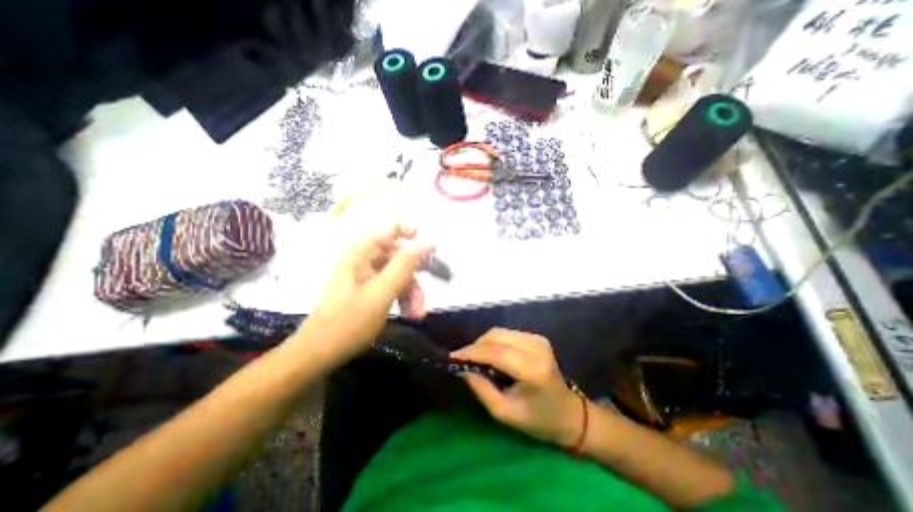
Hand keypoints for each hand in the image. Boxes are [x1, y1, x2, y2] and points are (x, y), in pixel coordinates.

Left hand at [303, 225, 434, 360]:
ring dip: (410, 293)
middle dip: (413, 278)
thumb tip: (428, 242)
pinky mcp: (367, 291)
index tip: (429, 250)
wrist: (319, 354)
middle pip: (397, 258)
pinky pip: (391, 287)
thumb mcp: (381, 292)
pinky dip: (402, 299)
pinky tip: (408, 315)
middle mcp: (363, 261)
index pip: (389, 230)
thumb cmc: (349, 322)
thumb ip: (405, 266)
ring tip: (416, 314)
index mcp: (360, 254)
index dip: (410, 235)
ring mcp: (365, 277)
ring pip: (397, 275)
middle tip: (424, 297)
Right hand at [451, 329, 583, 444]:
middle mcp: (537, 348)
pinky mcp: (537, 337)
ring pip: (500, 332)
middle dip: (476, 346)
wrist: (569, 413)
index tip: (453, 357)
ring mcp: (538, 339)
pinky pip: (507, 334)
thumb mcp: (504, 412)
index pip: (496, 353)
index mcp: (532, 369)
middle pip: (496, 336)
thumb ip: (481, 388)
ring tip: (475, 358)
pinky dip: (494, 342)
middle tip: (463, 359)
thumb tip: (462, 367)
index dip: (472, 352)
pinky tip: (490, 354)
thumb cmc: (538, 420)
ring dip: (484, 343)